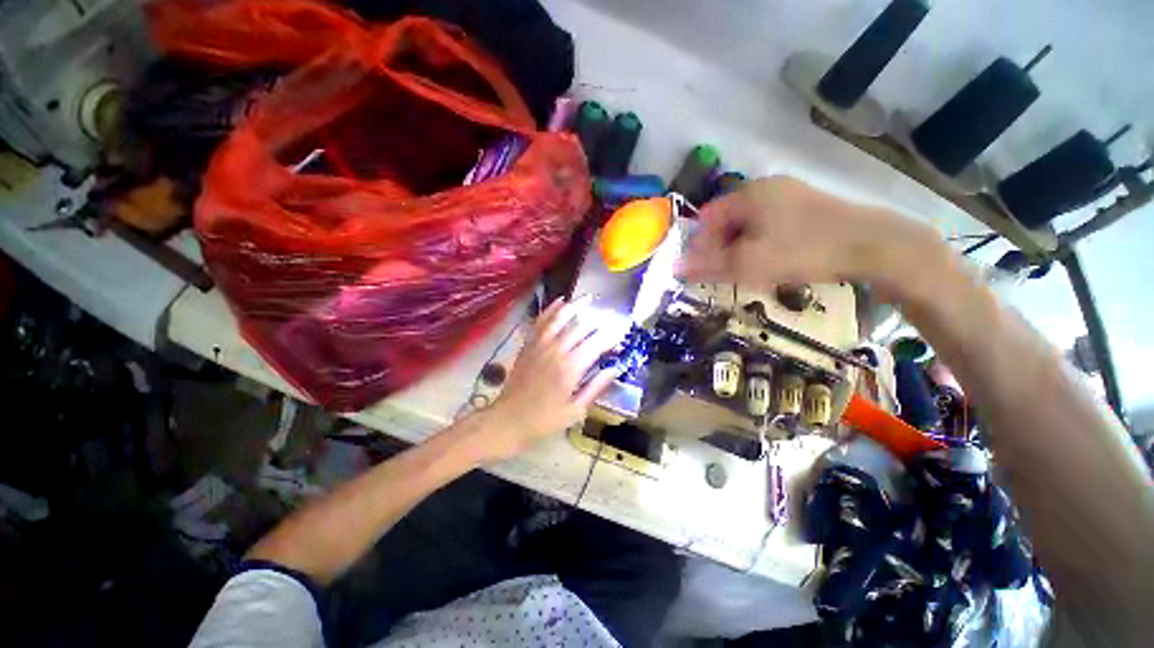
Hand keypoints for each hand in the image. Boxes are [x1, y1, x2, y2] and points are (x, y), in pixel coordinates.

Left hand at [478, 297, 620, 462]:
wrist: (508, 419)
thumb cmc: (545, 420)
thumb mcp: (575, 410)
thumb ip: (596, 387)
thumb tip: (615, 369)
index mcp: (571, 368)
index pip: (597, 343)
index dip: (612, 335)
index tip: (622, 331)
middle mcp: (556, 350)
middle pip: (581, 326)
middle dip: (598, 318)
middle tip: (610, 315)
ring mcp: (540, 344)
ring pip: (560, 317)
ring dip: (575, 305)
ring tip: (588, 298)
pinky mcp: (528, 344)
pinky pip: (541, 321)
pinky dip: (551, 309)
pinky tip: (560, 301)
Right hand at [678, 177, 931, 290]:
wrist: (873, 246)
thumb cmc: (802, 251)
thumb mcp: (748, 263)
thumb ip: (708, 266)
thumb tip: (675, 268)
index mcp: (748, 194)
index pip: (708, 217)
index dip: (700, 245)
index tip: (702, 269)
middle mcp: (766, 187)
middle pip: (728, 220)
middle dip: (721, 248)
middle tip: (725, 273)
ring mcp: (790, 194)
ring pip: (749, 224)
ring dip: (740, 247)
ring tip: (748, 270)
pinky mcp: (808, 206)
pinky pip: (770, 224)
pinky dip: (761, 243)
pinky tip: (771, 260)